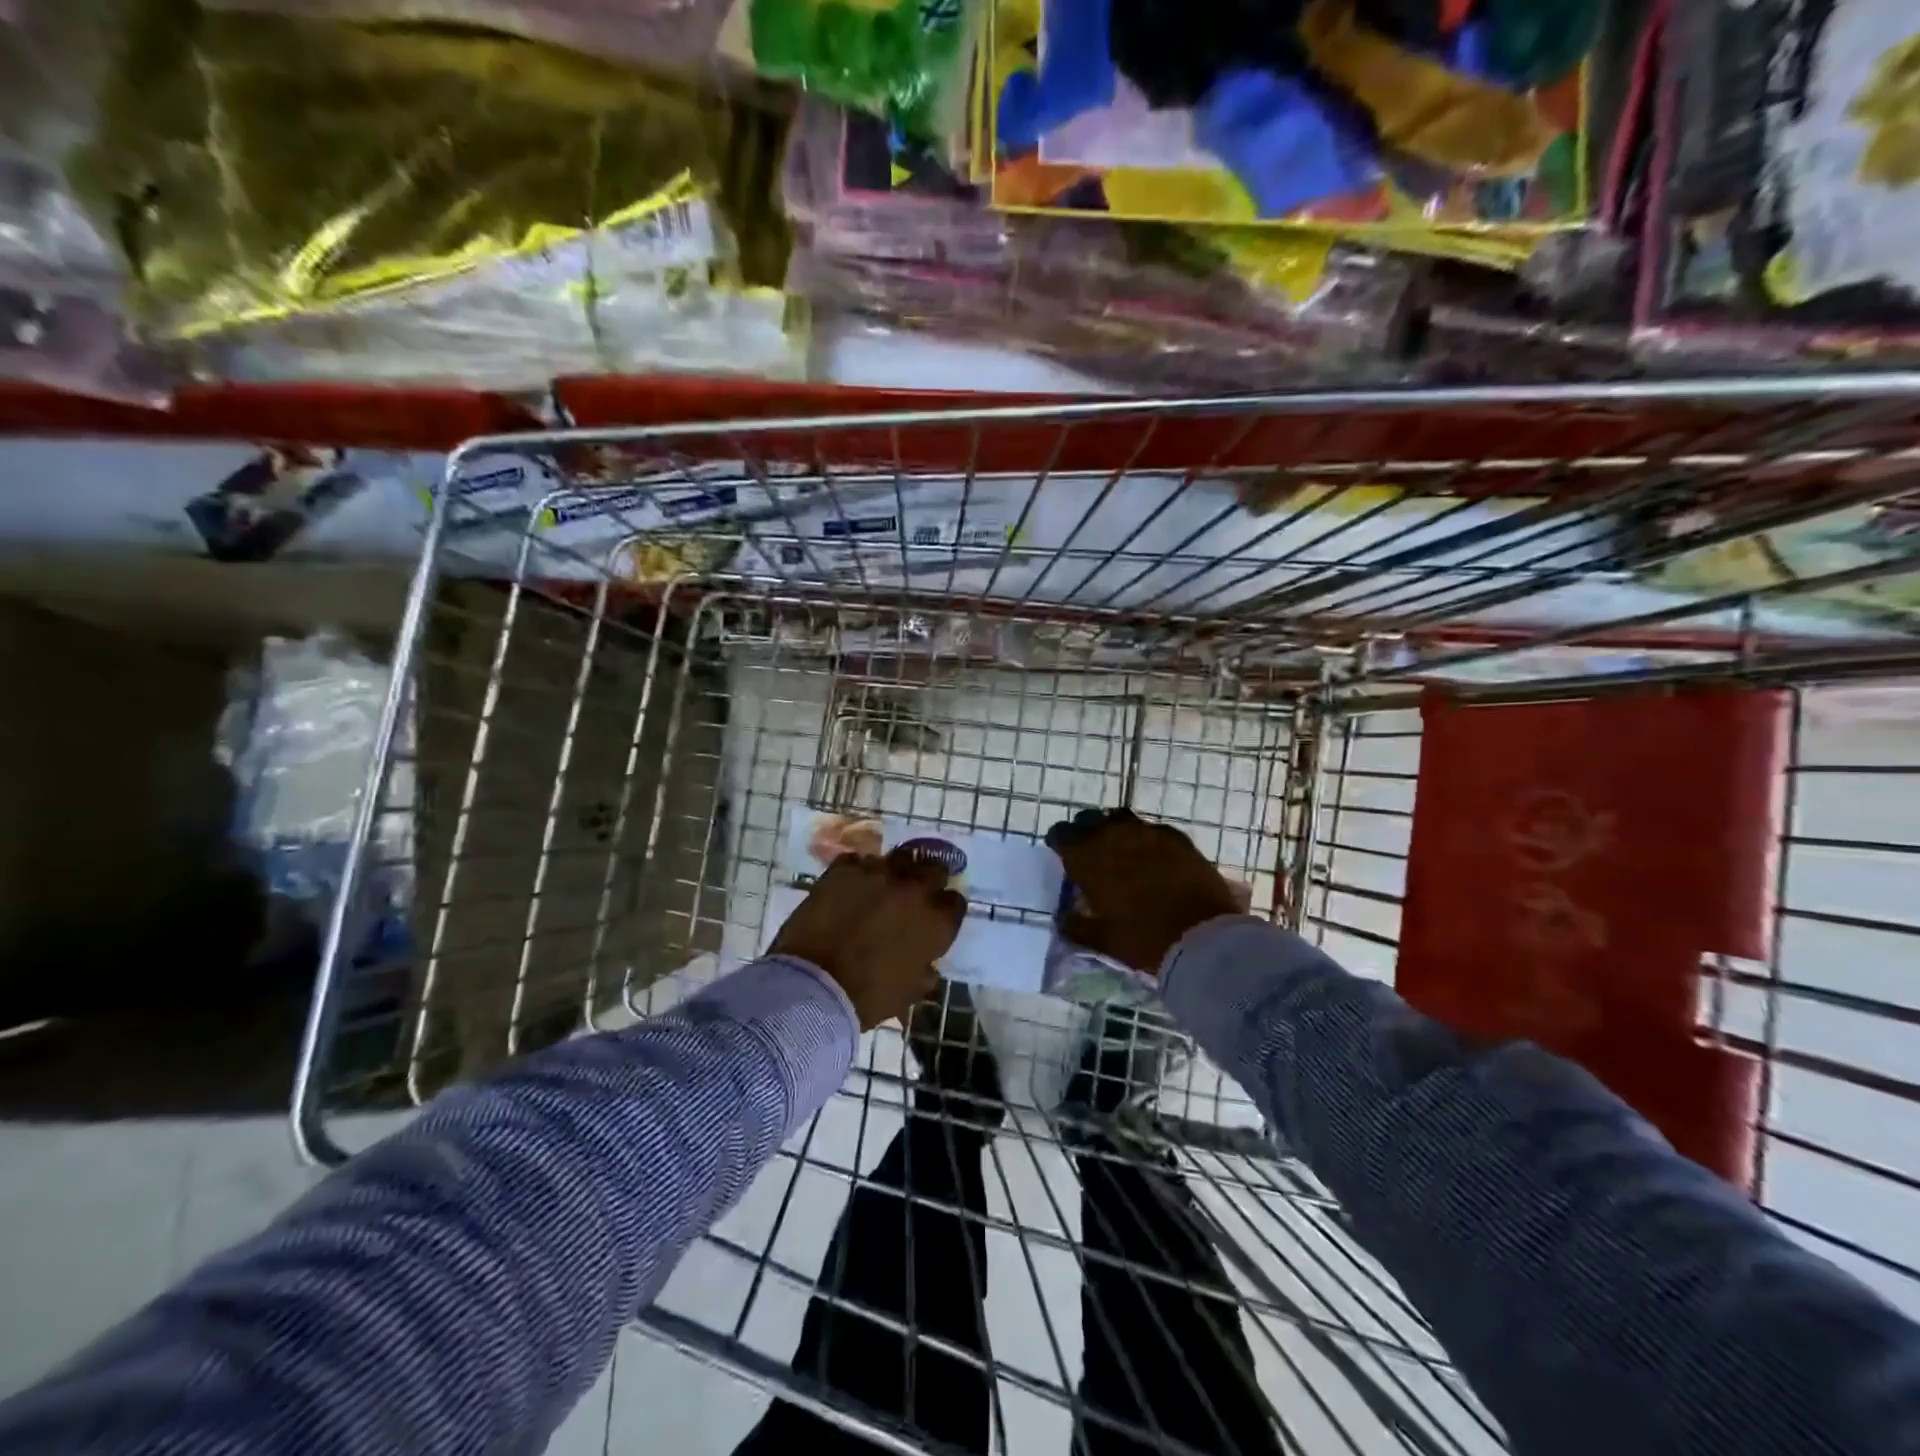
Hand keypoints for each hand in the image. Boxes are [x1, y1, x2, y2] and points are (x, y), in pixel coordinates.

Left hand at [770, 847, 966, 1028]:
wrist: (815, 983)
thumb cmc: (868, 996)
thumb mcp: (908, 993)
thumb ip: (924, 973)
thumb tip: (927, 967)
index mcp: (935, 921)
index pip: (955, 902)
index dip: (945, 910)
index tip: (936, 918)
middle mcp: (913, 888)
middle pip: (933, 868)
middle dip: (927, 880)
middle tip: (913, 894)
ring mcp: (877, 873)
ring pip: (896, 859)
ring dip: (893, 872)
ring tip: (881, 886)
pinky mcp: (844, 869)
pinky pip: (857, 861)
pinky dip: (857, 872)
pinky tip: (850, 886)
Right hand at [1046, 807, 1244, 973]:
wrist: (1202, 936)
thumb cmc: (1144, 939)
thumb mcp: (1103, 940)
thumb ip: (1076, 926)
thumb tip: (1063, 918)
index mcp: (1088, 858)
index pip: (1061, 835)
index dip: (1060, 843)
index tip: (1063, 855)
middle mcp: (1113, 836)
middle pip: (1090, 821)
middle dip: (1086, 833)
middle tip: (1091, 854)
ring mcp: (1147, 832)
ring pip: (1121, 820)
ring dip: (1115, 831)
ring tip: (1121, 851)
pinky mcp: (1176, 837)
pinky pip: (1152, 829)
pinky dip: (1146, 838)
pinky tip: (1152, 856)